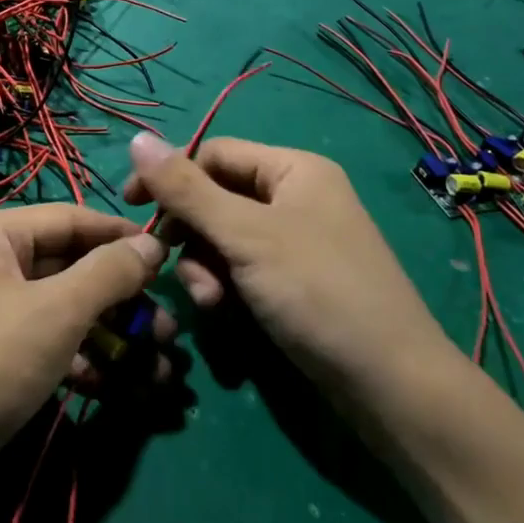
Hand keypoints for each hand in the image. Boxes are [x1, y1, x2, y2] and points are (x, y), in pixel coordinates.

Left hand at [0, 205, 170, 519]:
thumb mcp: (55, 313)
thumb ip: (108, 273)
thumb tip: (152, 243)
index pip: (70, 219)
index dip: (120, 236)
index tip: (168, 256)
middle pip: (69, 267)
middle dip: (121, 299)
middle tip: (168, 328)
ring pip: (62, 311)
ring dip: (110, 335)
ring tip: (160, 365)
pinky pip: (46, 344)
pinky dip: (82, 360)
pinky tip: (119, 386)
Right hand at [123, 132, 459, 404]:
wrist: (391, 386)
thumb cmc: (317, 291)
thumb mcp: (244, 235)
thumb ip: (186, 189)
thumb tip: (136, 137)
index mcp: (293, 169)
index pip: (214, 153)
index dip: (171, 176)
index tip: (132, 207)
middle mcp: (296, 196)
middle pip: (217, 196)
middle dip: (191, 233)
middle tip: (170, 261)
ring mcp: (297, 241)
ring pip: (225, 237)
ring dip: (206, 265)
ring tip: (211, 301)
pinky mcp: (295, 281)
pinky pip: (244, 267)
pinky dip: (227, 285)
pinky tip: (225, 312)